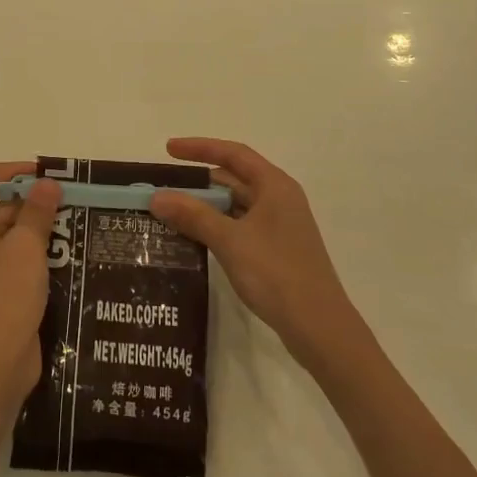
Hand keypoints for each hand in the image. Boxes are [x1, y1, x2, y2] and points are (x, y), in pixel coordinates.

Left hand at [0, 162, 61, 409]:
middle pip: (4, 203)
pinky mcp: (6, 289)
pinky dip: (45, 253)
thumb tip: (47, 183)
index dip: (14, 170)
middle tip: (73, 200)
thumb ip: (37, 210)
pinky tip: (73, 255)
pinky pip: (25, 259)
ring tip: (79, 224)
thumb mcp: (25, 246)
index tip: (45, 175)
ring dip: (44, 227)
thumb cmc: (6, 295)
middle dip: (36, 199)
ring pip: (18, 232)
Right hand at [148, 138, 363, 373]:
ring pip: (237, 204)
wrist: (320, 329)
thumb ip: (193, 215)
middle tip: (165, 188)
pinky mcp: (278, 250)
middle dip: (199, 182)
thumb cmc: (276, 273)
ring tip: (173, 213)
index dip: (199, 148)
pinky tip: (196, 239)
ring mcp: (281, 226)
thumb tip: (156, 197)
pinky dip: (218, 226)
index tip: (169, 150)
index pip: (233, 153)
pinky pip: (241, 226)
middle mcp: (280, 199)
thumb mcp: (230, 241)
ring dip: (207, 207)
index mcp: (274, 185)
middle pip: (234, 178)